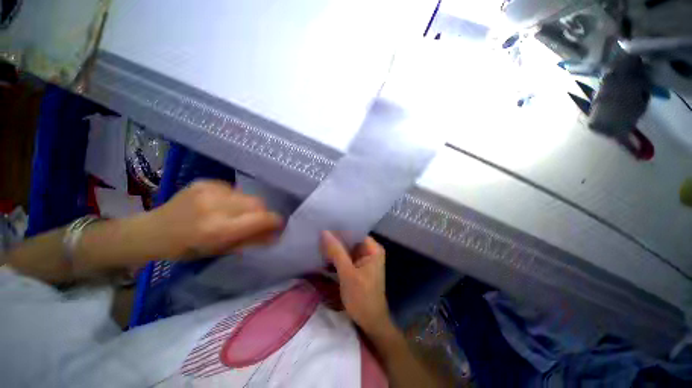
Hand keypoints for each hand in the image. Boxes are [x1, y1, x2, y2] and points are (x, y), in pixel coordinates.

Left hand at [144, 180, 282, 259]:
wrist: (152, 231)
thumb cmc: (186, 249)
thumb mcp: (220, 251)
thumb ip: (250, 241)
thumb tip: (275, 235)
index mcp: (218, 229)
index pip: (261, 218)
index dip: (275, 221)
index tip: (278, 225)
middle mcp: (216, 205)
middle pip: (257, 203)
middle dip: (262, 213)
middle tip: (255, 222)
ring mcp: (210, 190)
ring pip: (247, 195)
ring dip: (248, 206)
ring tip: (235, 214)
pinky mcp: (206, 181)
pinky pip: (234, 189)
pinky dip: (235, 199)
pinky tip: (222, 205)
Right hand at [320, 231, 393, 334]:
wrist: (370, 323)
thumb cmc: (362, 298)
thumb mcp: (348, 274)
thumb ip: (336, 252)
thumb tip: (324, 232)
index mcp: (373, 249)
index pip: (355, 232)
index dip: (340, 228)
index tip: (325, 224)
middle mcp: (369, 251)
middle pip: (350, 240)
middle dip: (335, 238)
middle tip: (318, 232)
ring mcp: (363, 259)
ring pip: (346, 248)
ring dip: (334, 247)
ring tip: (317, 239)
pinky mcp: (357, 267)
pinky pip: (345, 257)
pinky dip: (335, 256)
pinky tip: (323, 253)